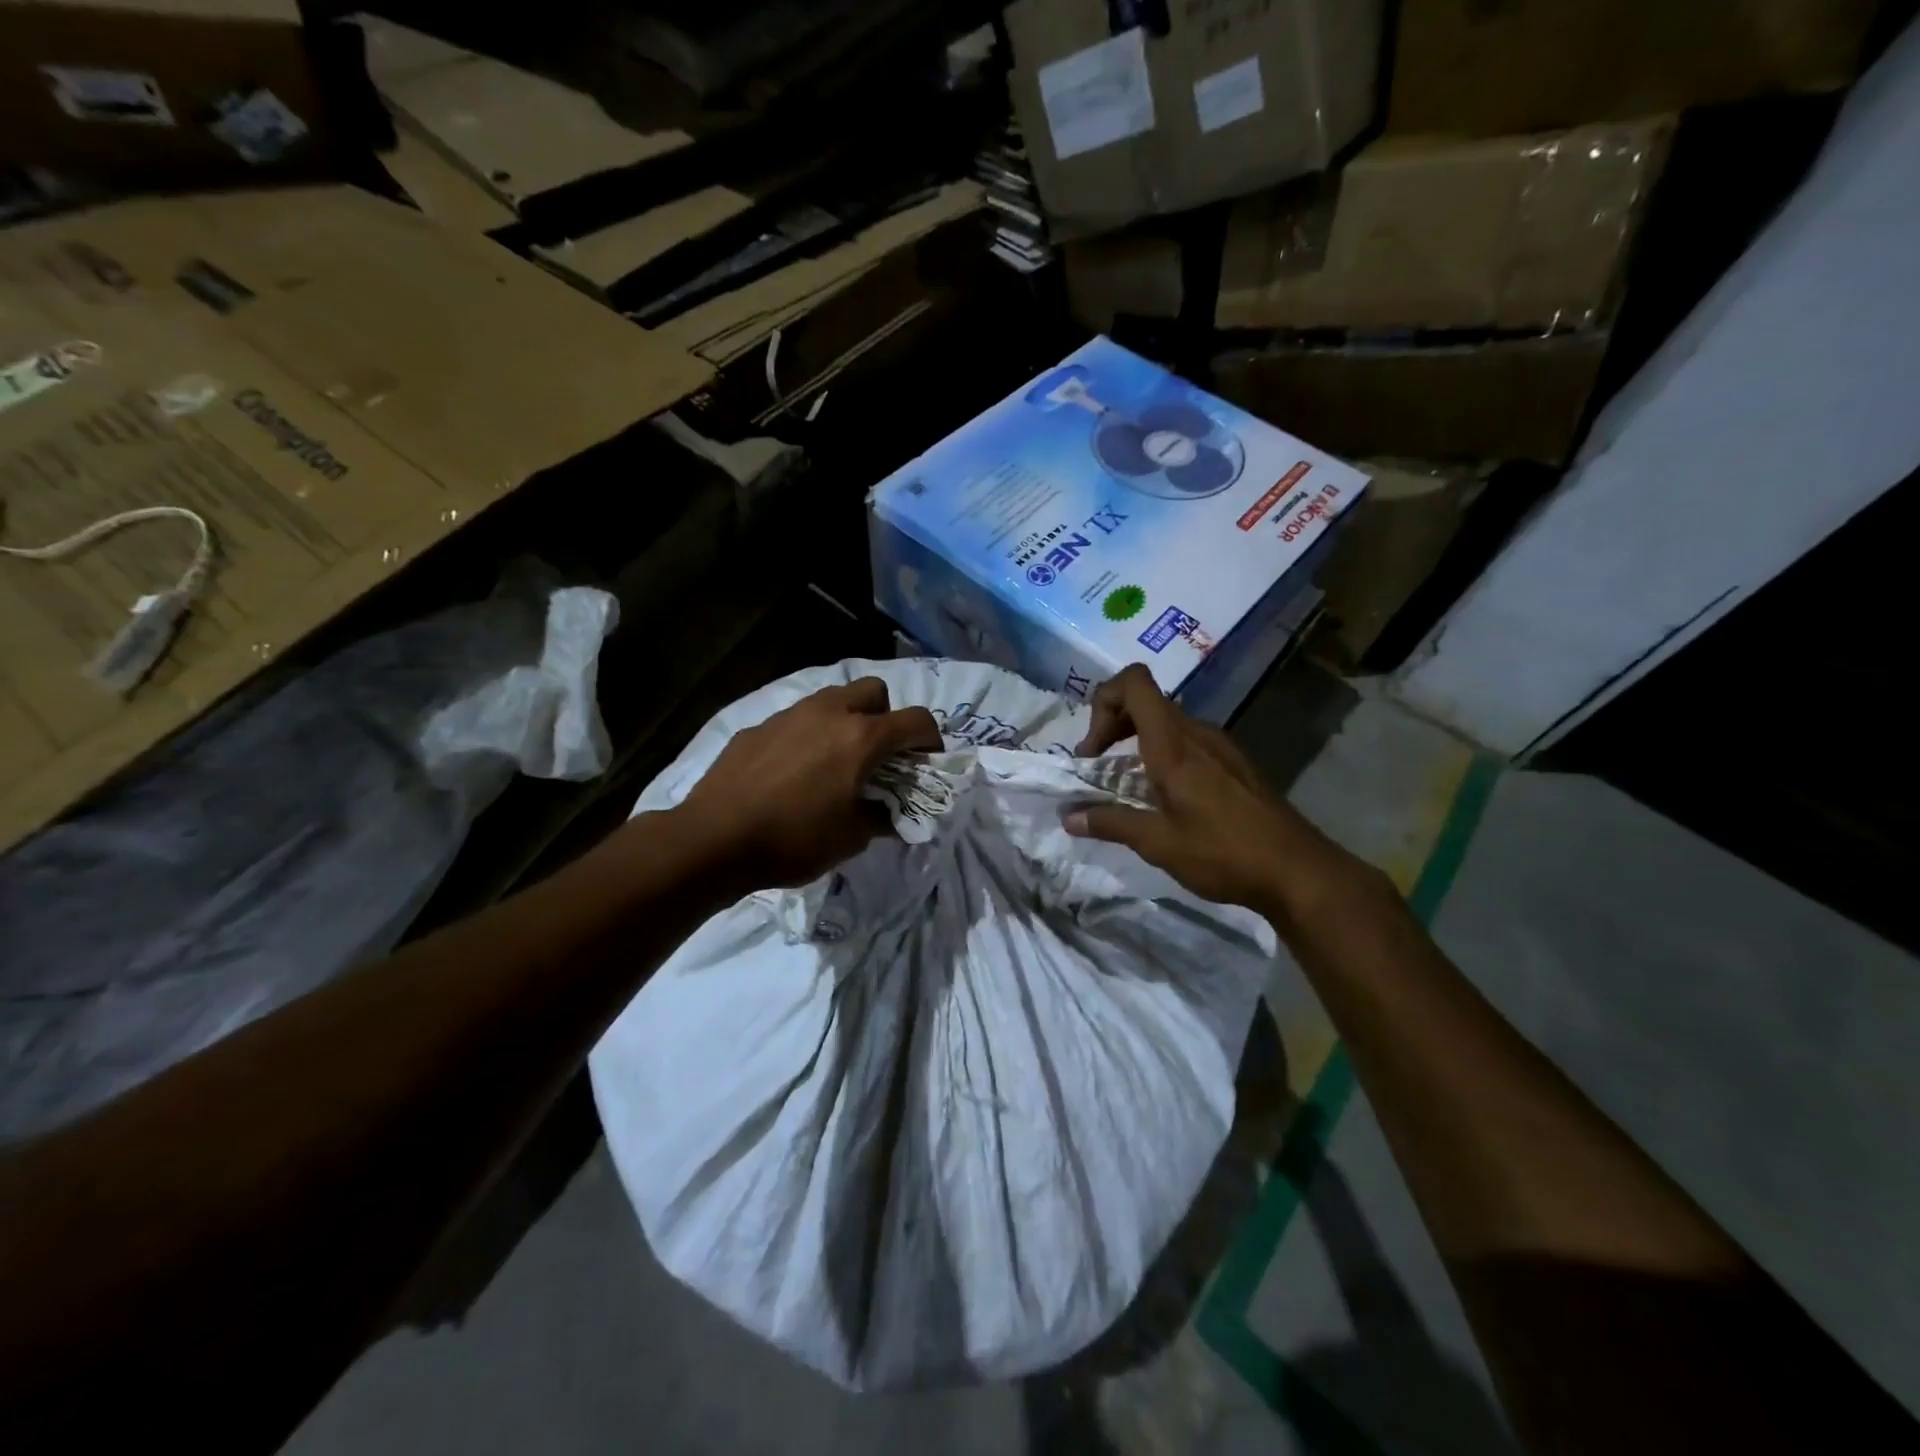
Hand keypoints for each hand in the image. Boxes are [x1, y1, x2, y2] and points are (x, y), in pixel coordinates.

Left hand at [673, 677, 942, 891]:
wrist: (714, 839)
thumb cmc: (793, 839)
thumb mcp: (851, 838)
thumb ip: (882, 817)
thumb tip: (892, 813)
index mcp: (861, 738)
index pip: (916, 720)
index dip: (931, 739)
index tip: (927, 762)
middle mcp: (829, 713)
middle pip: (875, 690)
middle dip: (887, 716)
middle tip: (879, 754)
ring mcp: (790, 715)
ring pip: (833, 698)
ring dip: (847, 720)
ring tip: (837, 759)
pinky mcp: (759, 726)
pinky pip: (797, 719)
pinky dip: (809, 735)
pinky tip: (794, 770)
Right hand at [1064, 665, 1360, 916]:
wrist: (1297, 870)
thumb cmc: (1222, 852)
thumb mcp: (1157, 843)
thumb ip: (1110, 823)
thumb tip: (1069, 817)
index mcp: (1172, 742)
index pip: (1133, 682)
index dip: (1104, 700)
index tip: (1093, 750)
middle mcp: (1196, 732)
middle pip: (1145, 701)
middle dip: (1112, 727)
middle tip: (1099, 769)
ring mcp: (1220, 746)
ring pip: (1167, 724)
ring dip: (1138, 744)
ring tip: (1128, 788)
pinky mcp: (1235, 763)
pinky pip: (1189, 743)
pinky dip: (1165, 757)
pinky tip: (1167, 799)